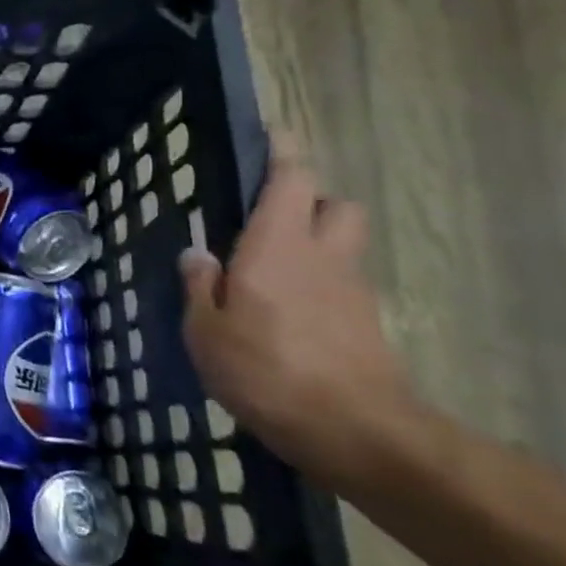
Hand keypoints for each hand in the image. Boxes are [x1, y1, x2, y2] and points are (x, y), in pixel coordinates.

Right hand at [178, 140, 418, 488]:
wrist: (357, 433)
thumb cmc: (267, 371)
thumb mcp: (207, 332)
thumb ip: (201, 286)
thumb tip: (197, 254)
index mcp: (277, 246)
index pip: (292, 180)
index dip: (284, 151)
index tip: (274, 132)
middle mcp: (323, 257)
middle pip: (336, 205)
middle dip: (312, 202)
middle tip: (272, 220)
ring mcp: (352, 291)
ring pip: (343, 247)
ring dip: (317, 246)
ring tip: (272, 277)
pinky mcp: (367, 326)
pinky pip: (342, 287)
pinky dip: (320, 289)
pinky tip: (288, 322)